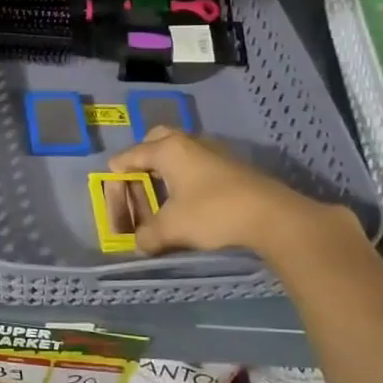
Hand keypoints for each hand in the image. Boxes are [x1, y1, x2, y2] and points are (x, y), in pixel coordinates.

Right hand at [107, 127, 350, 257]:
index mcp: (167, 150)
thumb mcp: (172, 228)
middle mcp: (188, 142)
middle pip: (157, 139)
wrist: (272, 216)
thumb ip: (148, 235)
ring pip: (181, 149)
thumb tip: (140, 243)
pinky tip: (190, 196)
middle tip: (137, 177)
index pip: (131, 154)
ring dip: (168, 165)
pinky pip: (198, 161)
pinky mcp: (232, 165)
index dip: (117, 172)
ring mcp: (213, 151)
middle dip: (143, 155)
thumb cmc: (212, 213)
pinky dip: (187, 174)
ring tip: (162, 190)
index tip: (110, 186)